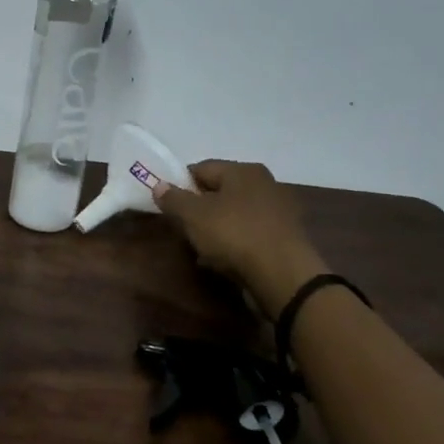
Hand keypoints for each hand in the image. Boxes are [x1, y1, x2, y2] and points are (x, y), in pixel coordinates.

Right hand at [152, 161, 326, 317]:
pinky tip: (223, 259)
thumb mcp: (193, 215)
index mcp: (243, 170)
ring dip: (215, 228)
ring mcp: (278, 211)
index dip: (180, 185)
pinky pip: (248, 233)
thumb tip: (159, 185)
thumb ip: (173, 198)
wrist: (283, 275)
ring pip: (233, 214)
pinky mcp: (284, 237)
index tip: (168, 206)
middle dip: (198, 209)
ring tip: (201, 248)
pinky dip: (234, 242)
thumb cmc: (234, 234)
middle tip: (183, 228)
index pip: (201, 168)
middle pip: (218, 191)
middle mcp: (264, 184)